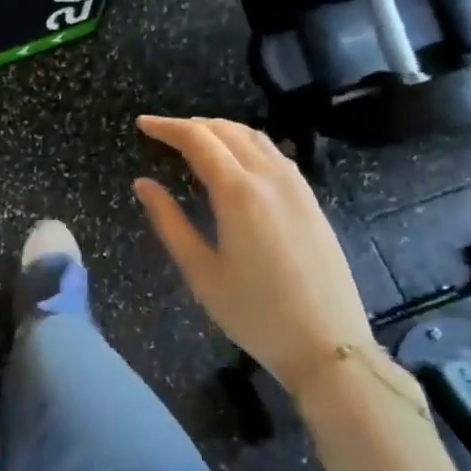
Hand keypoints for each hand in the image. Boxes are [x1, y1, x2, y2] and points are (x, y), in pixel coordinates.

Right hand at [133, 115, 376, 401]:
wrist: (328, 345)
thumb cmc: (254, 312)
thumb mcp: (200, 271)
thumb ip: (169, 221)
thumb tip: (143, 184)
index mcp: (239, 193)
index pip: (198, 140)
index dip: (167, 127)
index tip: (142, 124)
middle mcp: (270, 178)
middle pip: (227, 130)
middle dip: (190, 125)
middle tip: (161, 133)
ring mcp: (297, 187)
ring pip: (254, 137)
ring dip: (219, 130)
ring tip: (193, 140)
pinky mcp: (311, 201)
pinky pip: (273, 154)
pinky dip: (245, 144)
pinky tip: (234, 160)